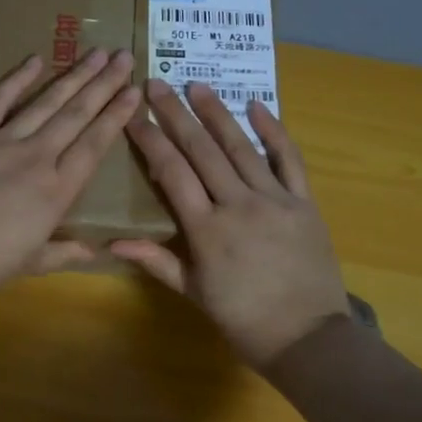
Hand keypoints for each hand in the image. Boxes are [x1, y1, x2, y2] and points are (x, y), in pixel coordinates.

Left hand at [0, 49, 139, 292]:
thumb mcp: (31, 263)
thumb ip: (65, 253)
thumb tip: (97, 252)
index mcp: (57, 190)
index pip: (94, 145)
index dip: (116, 117)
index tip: (134, 92)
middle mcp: (37, 157)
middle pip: (76, 115)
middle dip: (103, 84)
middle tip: (123, 56)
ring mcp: (3, 140)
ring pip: (46, 102)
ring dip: (73, 76)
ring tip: (96, 52)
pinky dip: (17, 79)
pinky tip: (35, 59)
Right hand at [111, 80, 349, 367]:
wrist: (308, 338)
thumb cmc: (244, 319)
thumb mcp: (194, 293)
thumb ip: (156, 261)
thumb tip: (112, 242)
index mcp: (207, 230)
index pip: (172, 173)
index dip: (150, 141)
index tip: (133, 115)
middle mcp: (238, 205)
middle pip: (202, 151)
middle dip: (176, 115)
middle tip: (156, 84)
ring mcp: (275, 200)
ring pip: (241, 148)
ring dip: (217, 114)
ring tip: (197, 86)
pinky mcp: (304, 202)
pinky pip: (289, 160)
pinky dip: (274, 132)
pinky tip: (258, 106)